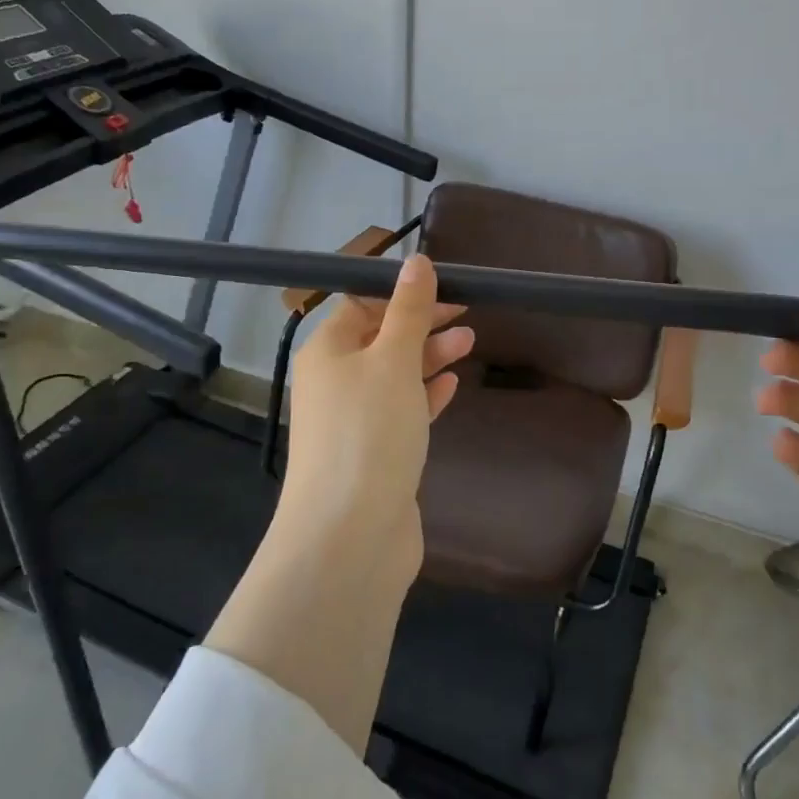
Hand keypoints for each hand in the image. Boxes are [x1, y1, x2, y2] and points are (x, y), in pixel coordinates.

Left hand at [273, 254, 474, 582]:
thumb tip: (416, 262)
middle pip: (379, 338)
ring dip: (429, 357)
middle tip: (467, 313)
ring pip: (393, 375)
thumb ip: (408, 311)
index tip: (447, 286)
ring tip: (472, 342)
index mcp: (327, 351)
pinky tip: (451, 386)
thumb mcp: (393, 361)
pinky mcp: (373, 454)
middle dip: (422, 323)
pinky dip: (424, 395)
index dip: (402, 292)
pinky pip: (400, 411)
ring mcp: (352, 421)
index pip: (361, 304)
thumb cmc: (369, 433)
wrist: (350, 537)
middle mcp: (333, 382)